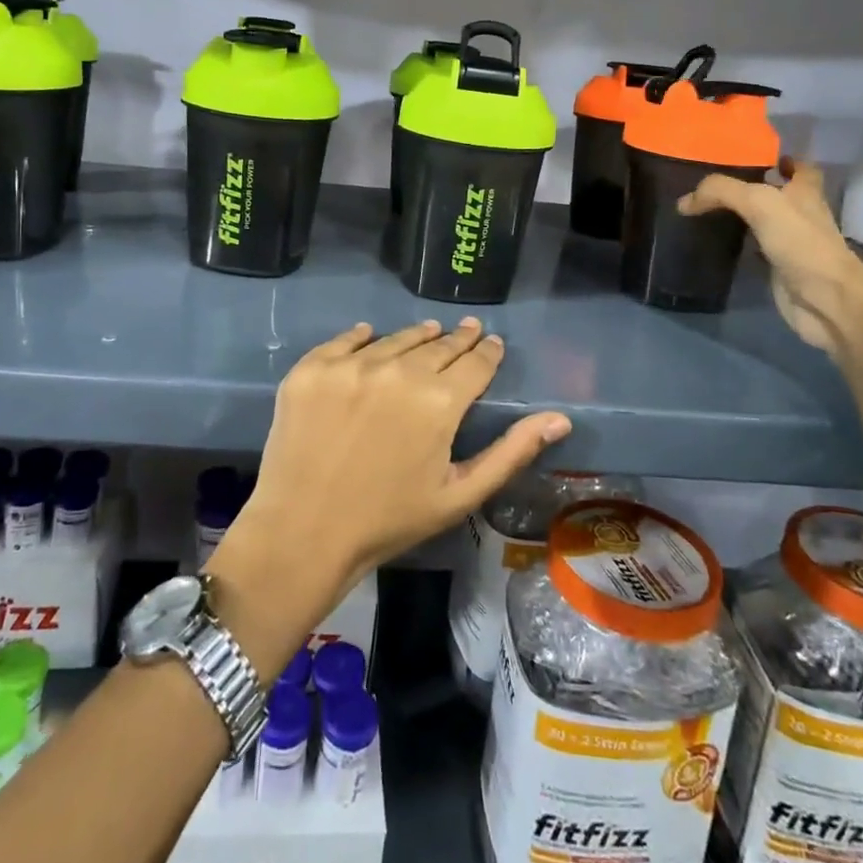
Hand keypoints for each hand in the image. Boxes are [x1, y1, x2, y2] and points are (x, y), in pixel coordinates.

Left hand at [231, 319, 569, 603]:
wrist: (303, 532)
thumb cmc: (389, 520)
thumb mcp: (459, 494)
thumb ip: (511, 452)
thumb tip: (560, 418)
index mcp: (440, 401)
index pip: (475, 363)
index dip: (488, 352)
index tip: (492, 343)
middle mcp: (398, 370)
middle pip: (438, 345)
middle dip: (458, 339)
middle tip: (468, 330)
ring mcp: (351, 365)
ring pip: (396, 338)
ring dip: (417, 336)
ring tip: (428, 332)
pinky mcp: (312, 368)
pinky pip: (346, 340)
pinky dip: (363, 337)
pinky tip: (372, 334)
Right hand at [677, 157, 862, 353]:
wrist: (824, 299)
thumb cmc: (800, 242)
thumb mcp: (759, 202)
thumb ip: (721, 192)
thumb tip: (685, 201)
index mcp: (805, 192)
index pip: (800, 167)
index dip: (783, 160)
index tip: (755, 158)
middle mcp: (801, 214)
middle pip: (778, 193)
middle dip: (754, 186)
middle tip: (718, 183)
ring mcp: (791, 242)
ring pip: (764, 221)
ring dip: (743, 215)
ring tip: (710, 208)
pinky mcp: (779, 268)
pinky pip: (755, 249)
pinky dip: (739, 244)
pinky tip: (717, 241)